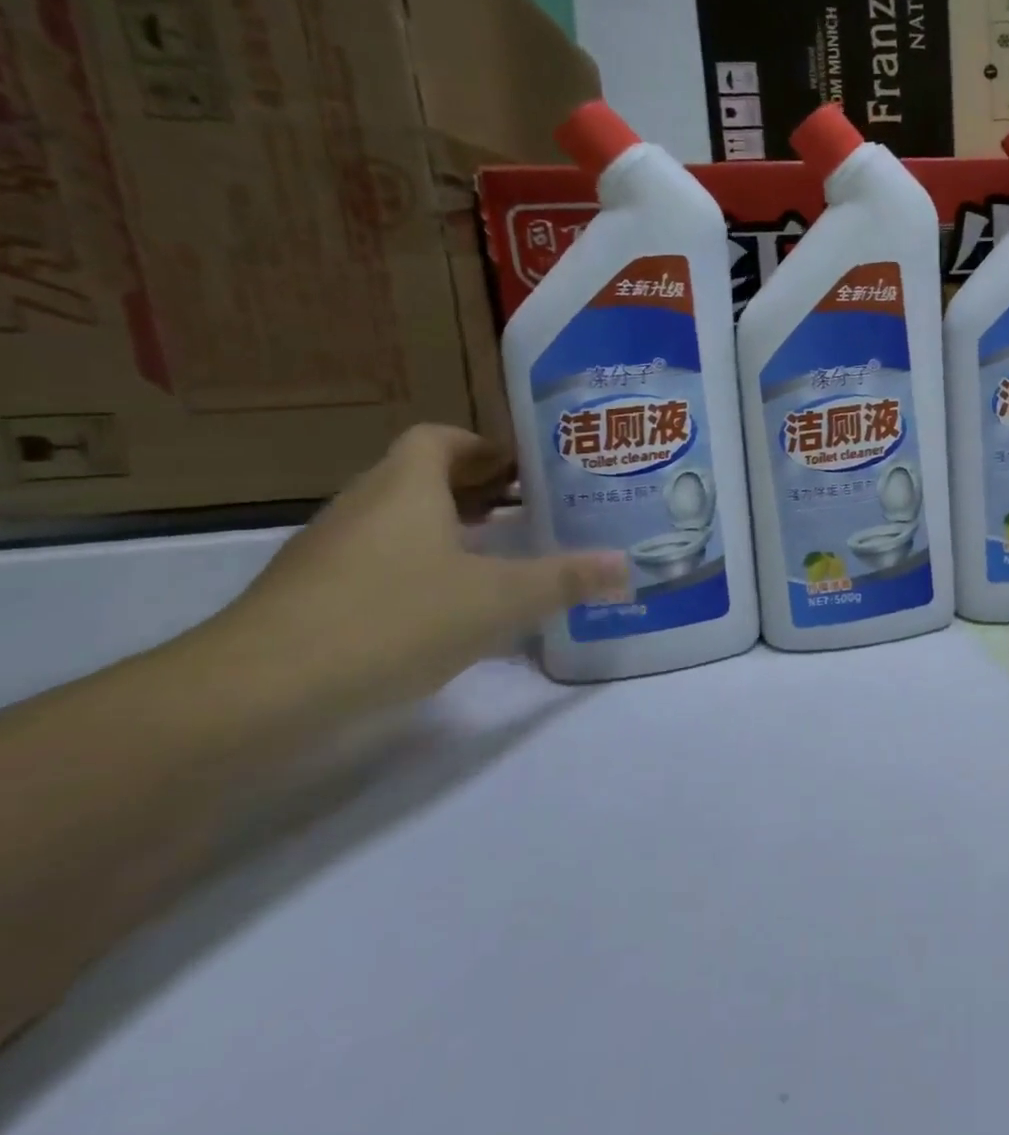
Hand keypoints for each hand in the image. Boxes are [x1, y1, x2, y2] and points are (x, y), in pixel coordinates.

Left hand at [211, 425, 627, 714]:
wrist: (254, 696)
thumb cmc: (393, 619)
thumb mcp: (500, 599)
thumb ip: (566, 579)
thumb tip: (627, 566)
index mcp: (405, 487)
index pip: (440, 438)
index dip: (485, 447)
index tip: (528, 471)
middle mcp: (363, 508)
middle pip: (422, 477)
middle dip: (478, 491)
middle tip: (532, 512)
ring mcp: (330, 554)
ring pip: (399, 523)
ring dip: (448, 531)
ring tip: (501, 557)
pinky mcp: (311, 598)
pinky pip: (378, 563)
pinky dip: (418, 569)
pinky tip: (451, 608)